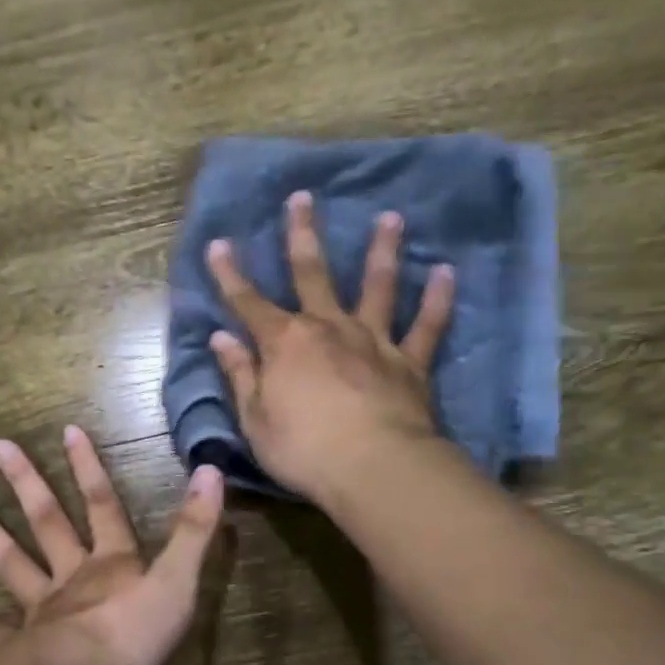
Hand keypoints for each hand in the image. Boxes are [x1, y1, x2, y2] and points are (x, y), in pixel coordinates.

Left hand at [0, 426, 224, 664]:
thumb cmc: (134, 633)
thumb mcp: (178, 580)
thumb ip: (195, 529)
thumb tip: (211, 470)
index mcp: (109, 563)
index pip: (101, 504)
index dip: (89, 468)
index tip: (67, 430)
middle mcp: (70, 577)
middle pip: (47, 522)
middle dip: (27, 483)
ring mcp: (37, 611)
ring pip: (9, 563)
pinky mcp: (13, 648)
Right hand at [207, 190, 453, 500]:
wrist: (372, 467)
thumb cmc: (302, 449)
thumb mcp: (255, 418)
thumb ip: (240, 375)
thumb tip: (221, 339)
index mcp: (284, 343)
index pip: (247, 302)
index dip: (229, 274)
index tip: (218, 243)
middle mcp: (328, 329)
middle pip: (312, 273)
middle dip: (302, 235)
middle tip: (302, 197)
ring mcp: (372, 341)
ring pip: (377, 286)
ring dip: (381, 250)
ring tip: (390, 217)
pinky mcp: (409, 362)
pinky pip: (426, 325)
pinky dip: (437, 299)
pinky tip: (446, 271)